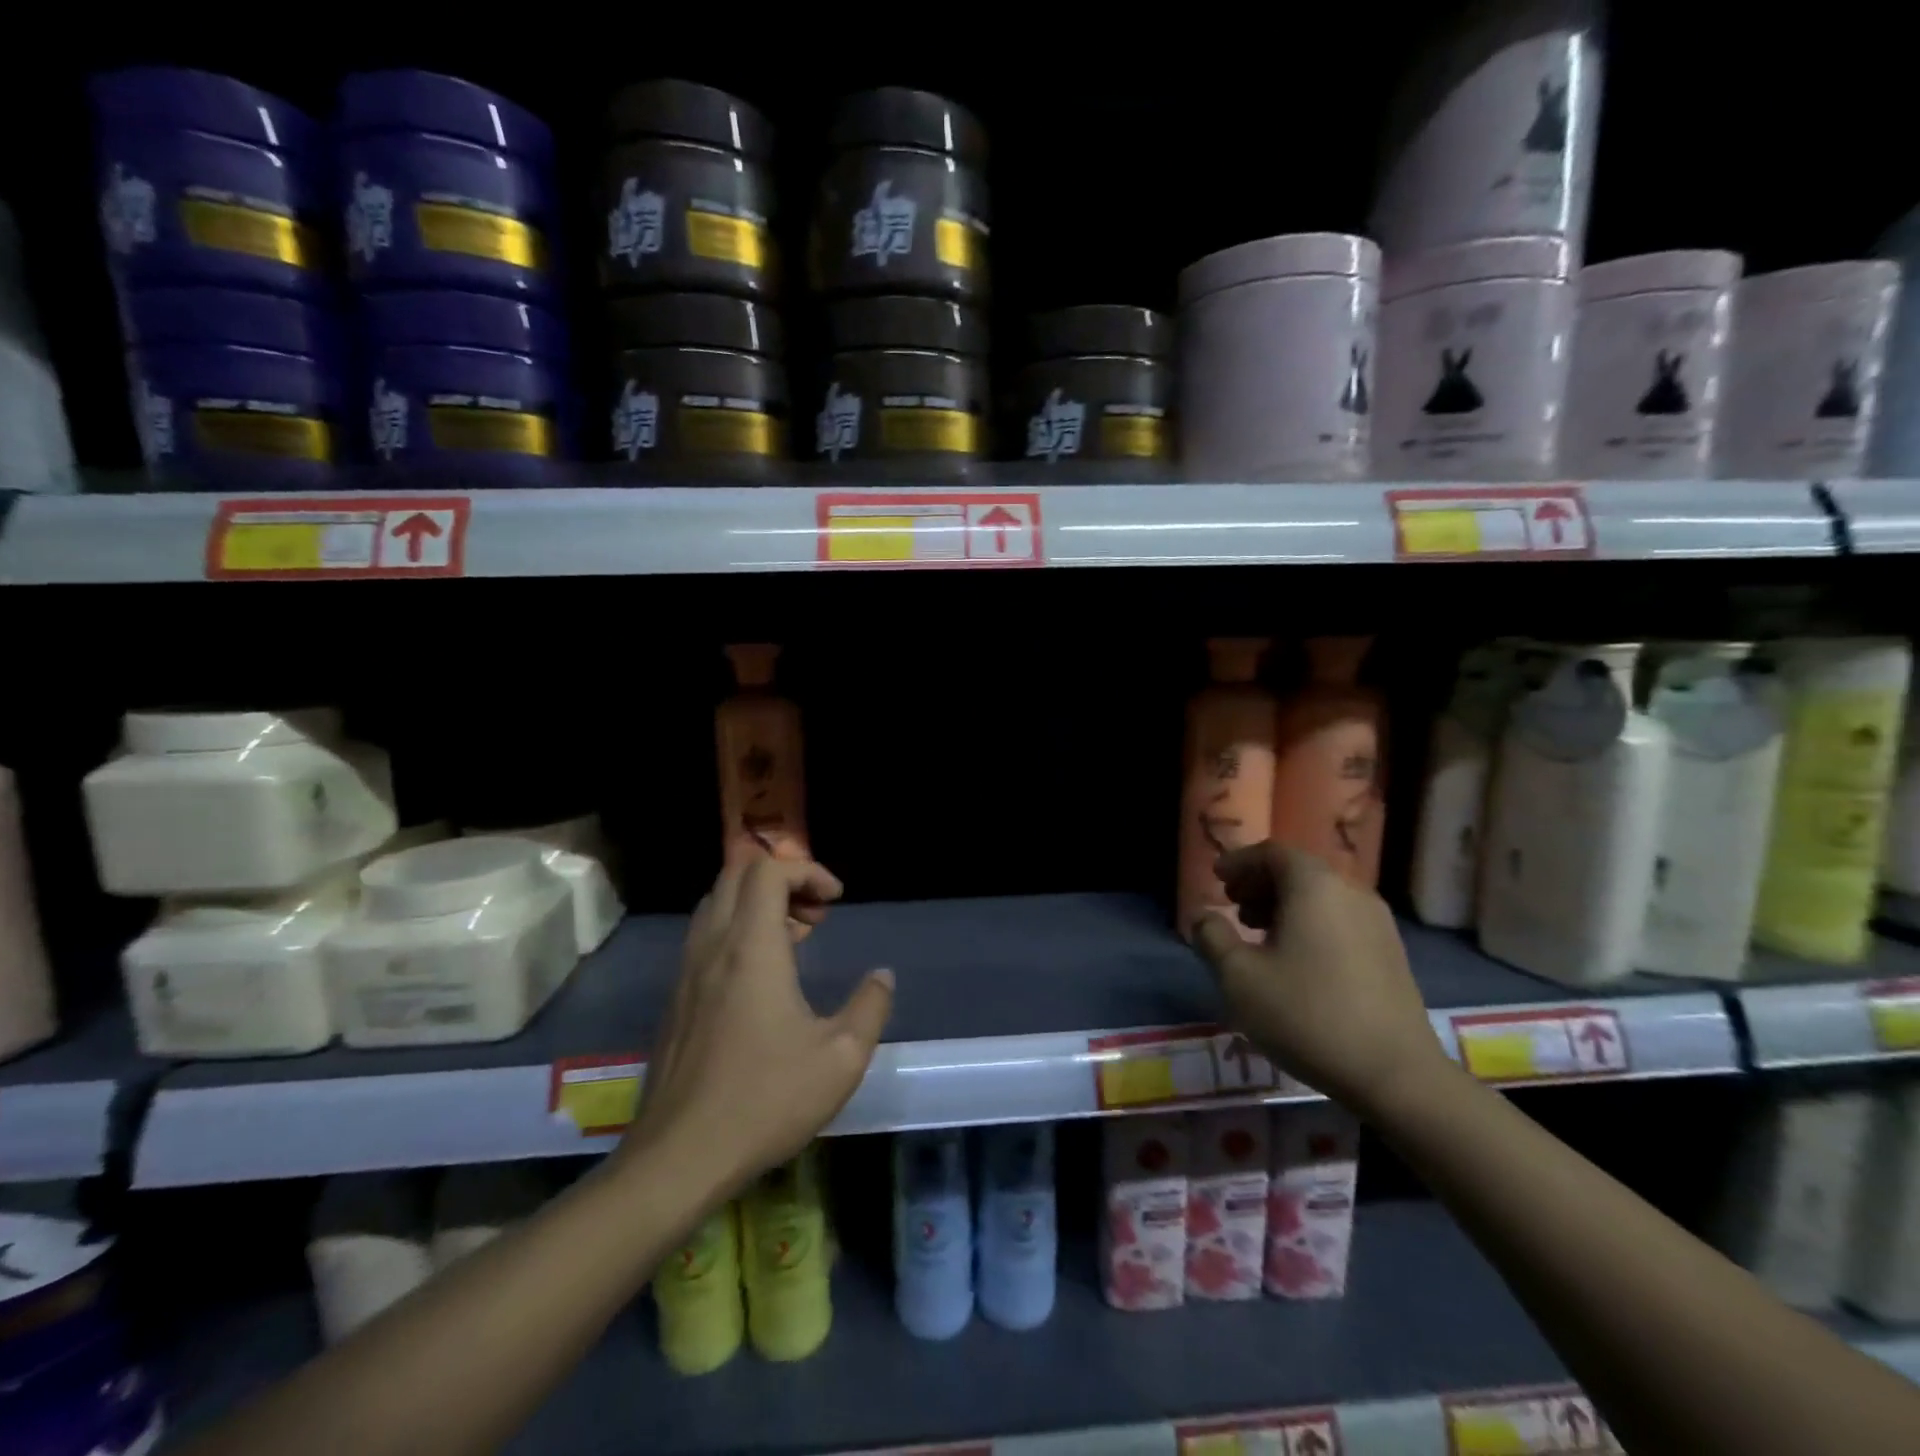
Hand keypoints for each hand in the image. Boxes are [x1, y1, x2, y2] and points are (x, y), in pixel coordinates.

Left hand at [616, 857, 893, 1197]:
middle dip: (782, 879)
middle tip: (816, 914)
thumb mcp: (840, 1058)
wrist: (678, 1158)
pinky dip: (735, 930)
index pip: (768, 870)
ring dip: (756, 904)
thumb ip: (869, 1007)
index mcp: (751, 947)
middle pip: (737, 875)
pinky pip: (704, 937)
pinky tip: (762, 978)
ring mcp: (686, 973)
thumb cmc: (765, 1100)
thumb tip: (882, 976)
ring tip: (794, 938)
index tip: (836, 901)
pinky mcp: (675, 1000)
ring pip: (715, 904)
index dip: (807, 870)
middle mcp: (713, 946)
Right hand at [1191, 841, 1443, 1112]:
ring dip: (1285, 906)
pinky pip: (1340, 921)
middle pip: (1299, 872)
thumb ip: (1212, 937)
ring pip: (1321, 898)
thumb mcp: (1239, 977)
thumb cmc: (1307, 1015)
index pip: (1272, 853)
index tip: (1216, 878)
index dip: (1240, 861)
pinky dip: (1311, 925)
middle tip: (1232, 905)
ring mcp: (1378, 924)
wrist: (1396, 1075)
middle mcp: (1350, 893)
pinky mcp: (1391, 954)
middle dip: (1261, 883)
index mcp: (1314, 886)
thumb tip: (1202, 916)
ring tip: (1259, 934)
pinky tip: (1295, 961)